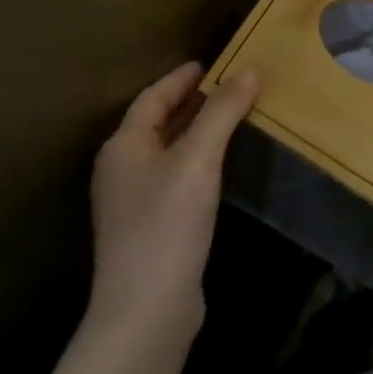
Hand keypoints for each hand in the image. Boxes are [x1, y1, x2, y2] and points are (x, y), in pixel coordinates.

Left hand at [86, 62, 259, 346]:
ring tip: (230, 116)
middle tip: (229, 85)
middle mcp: (122, 169)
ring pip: (166, 149)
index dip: (181, 77)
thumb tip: (250, 70)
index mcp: (124, 146)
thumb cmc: (167, 224)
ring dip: (195, 129)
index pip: (152, 97)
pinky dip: (196, 158)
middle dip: (191, 101)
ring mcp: (133, 201)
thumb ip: (223, 112)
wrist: (146, 310)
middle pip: (156, 122)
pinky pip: (174, 175)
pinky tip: (220, 164)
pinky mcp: (150, 227)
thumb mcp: (198, 159)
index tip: (212, 63)